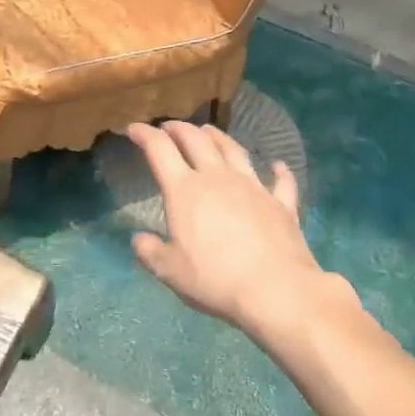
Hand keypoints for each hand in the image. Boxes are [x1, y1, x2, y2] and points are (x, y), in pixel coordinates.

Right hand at [126, 121, 352, 339]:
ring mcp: (252, 186)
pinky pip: (280, 180)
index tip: (133, 128)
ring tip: (209, 131)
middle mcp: (217, 177)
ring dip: (218, 136)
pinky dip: (278, 170)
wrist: (276, 289)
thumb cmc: (215, 279)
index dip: (144, 134)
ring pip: (233, 149)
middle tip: (169, 126)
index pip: (159, 149)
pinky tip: (278, 165)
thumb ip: (150, 252)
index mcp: (185, 190)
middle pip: (197, 140)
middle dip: (180, 128)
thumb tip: (138, 239)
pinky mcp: (280, 203)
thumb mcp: (169, 271)